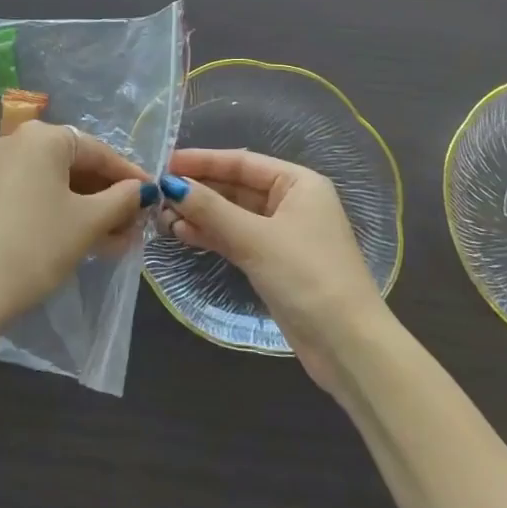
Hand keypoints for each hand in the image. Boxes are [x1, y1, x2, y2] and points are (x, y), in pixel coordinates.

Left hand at [0, 122, 146, 336]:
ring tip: (116, 239)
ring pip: (55, 181)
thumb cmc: (37, 246)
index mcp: (43, 136)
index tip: (154, 195)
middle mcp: (17, 140)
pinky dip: (60, 210)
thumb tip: (142, 190)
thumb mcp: (88, 223)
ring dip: (87, 207)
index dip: (129, 175)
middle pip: (75, 163)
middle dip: (108, 195)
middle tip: (135, 223)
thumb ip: (121, 200)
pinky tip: (83, 237)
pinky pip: (34, 191)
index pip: (98, 150)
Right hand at [158, 148, 387, 391]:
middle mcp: (292, 202)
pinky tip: (183, 234)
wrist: (349, 347)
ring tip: (163, 217)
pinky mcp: (275, 263)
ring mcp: (283, 234)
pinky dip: (212, 235)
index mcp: (299, 183)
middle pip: (236, 186)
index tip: (165, 162)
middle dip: (199, 190)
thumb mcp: (255, 239)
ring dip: (201, 214)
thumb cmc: (307, 277)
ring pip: (233, 214)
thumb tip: (170, 184)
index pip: (242, 161)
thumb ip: (210, 209)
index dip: (203, 160)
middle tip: (158, 192)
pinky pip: (237, 238)